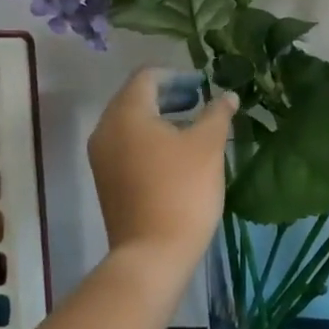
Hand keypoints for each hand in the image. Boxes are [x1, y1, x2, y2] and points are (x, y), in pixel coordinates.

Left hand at [87, 69, 237, 270]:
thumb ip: (217, 113)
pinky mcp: (107, 181)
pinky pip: (127, 146)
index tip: (203, 84)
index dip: (177, 74)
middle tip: (201, 102)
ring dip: (161, 118)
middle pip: (135, 97)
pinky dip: (150, 140)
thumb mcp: (208, 146)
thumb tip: (227, 96)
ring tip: (194, 128)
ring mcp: (102, 158)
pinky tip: (177, 155)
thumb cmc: (182, 190)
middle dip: (169, 95)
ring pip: (131, 123)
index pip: (147, 76)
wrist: (152, 254)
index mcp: (126, 113)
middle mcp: (106, 129)